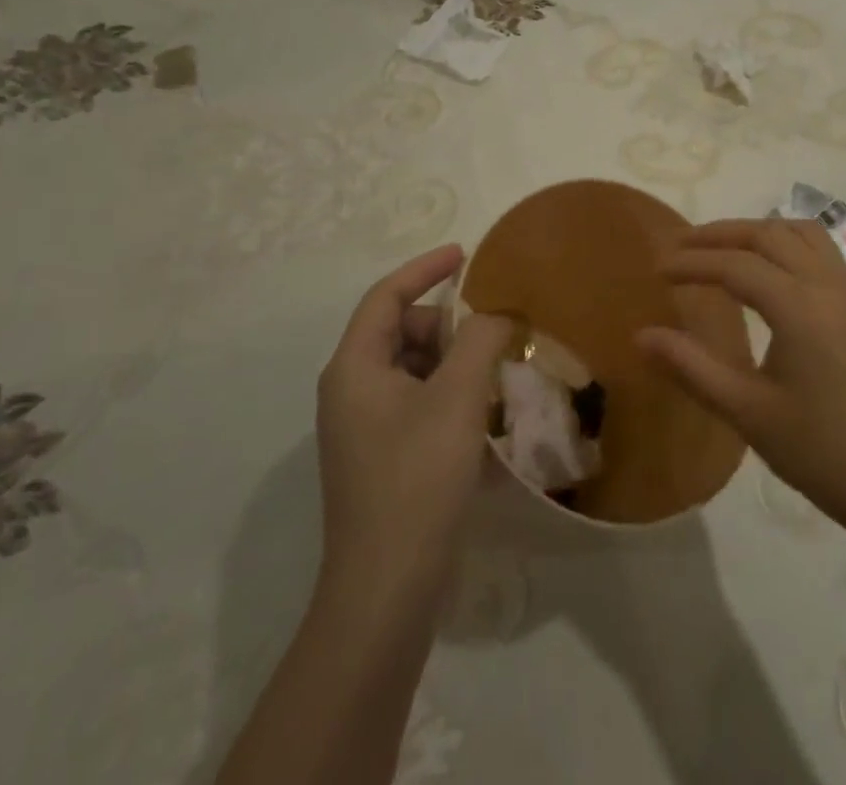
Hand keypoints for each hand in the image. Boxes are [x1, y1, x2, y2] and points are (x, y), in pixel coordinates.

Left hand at [316, 245, 511, 602]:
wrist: (387, 590)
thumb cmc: (417, 478)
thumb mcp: (457, 397)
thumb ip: (479, 340)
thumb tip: (494, 315)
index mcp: (354, 367)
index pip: (386, 295)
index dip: (425, 268)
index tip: (465, 254)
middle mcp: (350, 390)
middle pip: (401, 332)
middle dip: (447, 326)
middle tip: (492, 336)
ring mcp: (364, 428)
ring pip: (413, 370)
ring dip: (454, 363)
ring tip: (495, 375)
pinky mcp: (381, 458)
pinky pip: (417, 404)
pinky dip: (449, 396)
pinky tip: (484, 416)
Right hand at [638, 219, 845, 545]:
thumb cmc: (826, 454)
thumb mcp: (749, 414)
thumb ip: (692, 368)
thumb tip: (641, 336)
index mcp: (800, 306)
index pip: (735, 265)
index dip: (692, 262)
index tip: (657, 269)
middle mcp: (829, 285)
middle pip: (769, 234)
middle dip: (721, 234)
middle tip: (681, 246)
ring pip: (802, 234)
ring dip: (759, 232)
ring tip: (724, 250)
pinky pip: (823, 253)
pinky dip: (788, 245)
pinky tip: (773, 276)